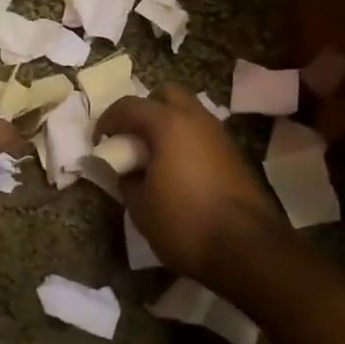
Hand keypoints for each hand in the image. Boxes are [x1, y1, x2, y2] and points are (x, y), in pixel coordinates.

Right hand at [95, 85, 280, 284]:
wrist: (246, 248)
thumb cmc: (184, 222)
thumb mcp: (140, 206)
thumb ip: (127, 179)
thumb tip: (126, 170)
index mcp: (168, 124)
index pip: (129, 106)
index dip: (107, 120)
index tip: (98, 140)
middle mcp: (196, 119)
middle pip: (166, 96)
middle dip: (145, 110)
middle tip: (131, 138)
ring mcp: (219, 135)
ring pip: (188, 113)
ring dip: (168, 125)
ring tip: (154, 155)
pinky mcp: (234, 154)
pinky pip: (202, 134)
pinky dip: (186, 141)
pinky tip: (178, 170)